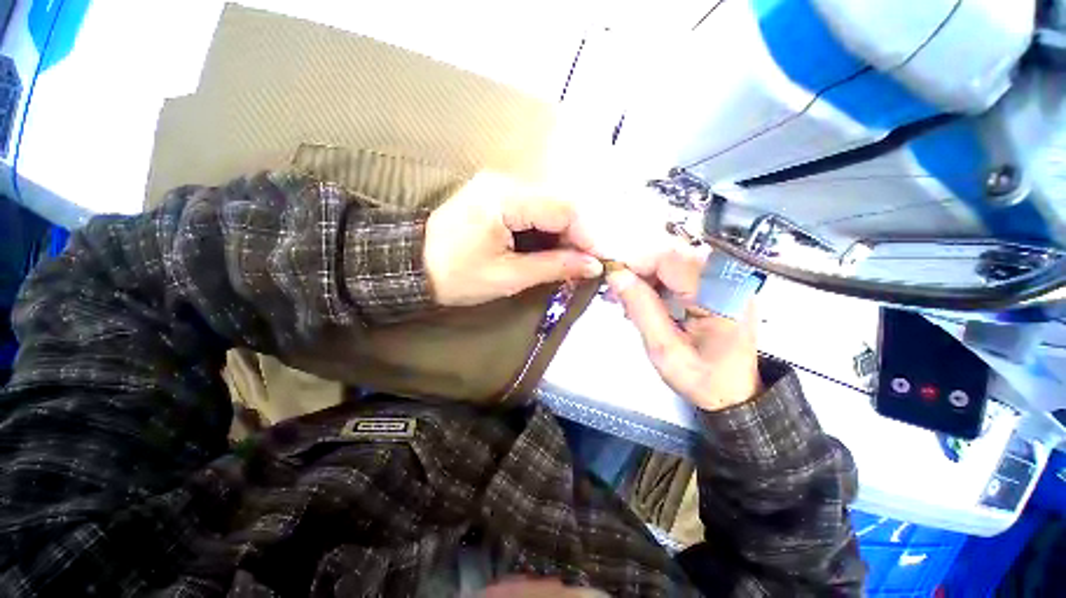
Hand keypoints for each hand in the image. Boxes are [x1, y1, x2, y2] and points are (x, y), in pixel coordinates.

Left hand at [424, 173, 603, 306]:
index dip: (586, 236)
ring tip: (565, 262)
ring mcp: (500, 186)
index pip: (563, 209)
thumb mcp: (508, 277)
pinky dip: (546, 232)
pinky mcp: (496, 196)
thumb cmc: (457, 276)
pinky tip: (547, 251)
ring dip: (561, 236)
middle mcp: (506, 182)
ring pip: (548, 208)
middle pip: (558, 205)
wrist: (412, 266)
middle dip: (575, 237)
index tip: (596, 263)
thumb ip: (553, 267)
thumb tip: (592, 266)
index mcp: (506, 198)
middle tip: (580, 266)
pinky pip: (533, 210)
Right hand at [607, 248, 761, 410]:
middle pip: (671, 255)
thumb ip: (641, 309)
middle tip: (615, 294)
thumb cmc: (702, 379)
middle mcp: (728, 279)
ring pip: (672, 262)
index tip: (611, 277)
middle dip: (637, 271)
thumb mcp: (664, 349)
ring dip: (645, 277)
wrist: (736, 394)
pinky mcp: (718, 286)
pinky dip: (656, 283)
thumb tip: (617, 275)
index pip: (670, 258)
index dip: (635, 262)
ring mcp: (725, 281)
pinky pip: (679, 273)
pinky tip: (643, 301)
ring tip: (625, 301)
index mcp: (720, 295)